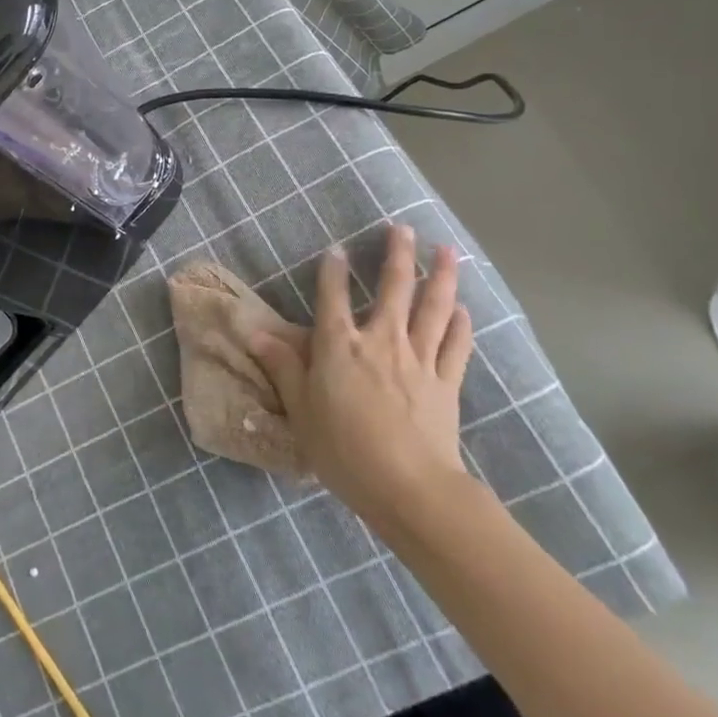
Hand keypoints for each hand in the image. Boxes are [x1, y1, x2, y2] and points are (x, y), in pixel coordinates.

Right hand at [249, 224, 474, 536]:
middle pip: (394, 289)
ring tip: (448, 251)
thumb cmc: (344, 450)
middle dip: (398, 255)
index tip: (337, 248)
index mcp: (340, 346)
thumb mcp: (301, 410)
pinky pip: (456, 346)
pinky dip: (460, 325)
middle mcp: (381, 341)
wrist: (409, 488)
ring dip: (441, 277)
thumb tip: (253, 332)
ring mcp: (419, 359)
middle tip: (405, 228)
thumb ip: (282, 366)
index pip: (333, 297)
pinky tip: (464, 309)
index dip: (333, 270)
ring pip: (434, 308)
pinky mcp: (447, 382)